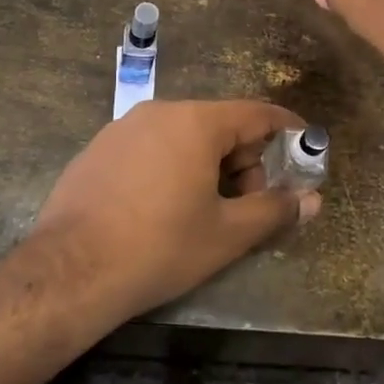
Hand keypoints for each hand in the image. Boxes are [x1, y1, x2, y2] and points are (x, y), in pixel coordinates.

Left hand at [22, 99, 321, 327]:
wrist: (70, 271)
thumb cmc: (160, 247)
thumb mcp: (227, 234)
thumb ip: (275, 210)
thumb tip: (312, 200)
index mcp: (195, 122)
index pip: (257, 113)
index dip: (287, 130)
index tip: (306, 148)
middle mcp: (159, 112)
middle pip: (219, 124)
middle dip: (244, 160)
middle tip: (247, 205)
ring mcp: (122, 128)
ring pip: (183, 136)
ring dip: (208, 165)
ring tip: (205, 212)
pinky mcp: (97, 149)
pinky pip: (150, 147)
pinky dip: (172, 167)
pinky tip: (161, 210)